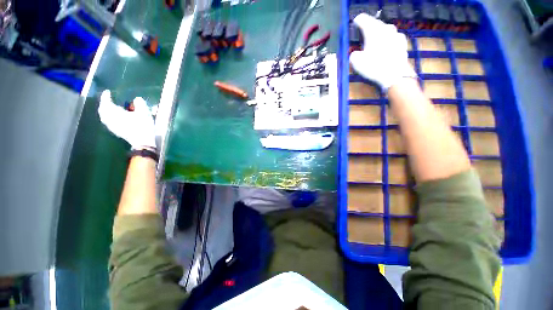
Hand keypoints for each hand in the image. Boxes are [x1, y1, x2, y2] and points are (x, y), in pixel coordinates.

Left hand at [98, 90, 155, 149]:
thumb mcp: (145, 113)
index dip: (106, 96)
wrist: (143, 141)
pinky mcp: (116, 131)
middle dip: (104, 104)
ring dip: (105, 111)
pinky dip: (108, 117)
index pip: (107, 102)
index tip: (107, 92)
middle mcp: (111, 119)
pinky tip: (114, 118)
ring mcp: (112, 126)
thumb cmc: (143, 126)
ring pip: (104, 117)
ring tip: (109, 108)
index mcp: (116, 113)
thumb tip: (137, 99)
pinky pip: (108, 122)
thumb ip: (140, 103)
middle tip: (107, 100)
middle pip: (103, 110)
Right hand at [350, 13, 416, 91]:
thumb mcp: (356, 63)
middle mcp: (385, 28)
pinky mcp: (402, 43)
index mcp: (373, 30)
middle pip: (375, 23)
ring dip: (379, 33)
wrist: (395, 75)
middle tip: (363, 33)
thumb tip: (356, 54)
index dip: (357, 22)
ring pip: (385, 30)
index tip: (354, 24)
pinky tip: (386, 48)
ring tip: (375, 41)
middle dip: (369, 27)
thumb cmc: (374, 67)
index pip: (363, 19)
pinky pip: (392, 37)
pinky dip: (387, 40)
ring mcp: (396, 34)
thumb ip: (354, 55)